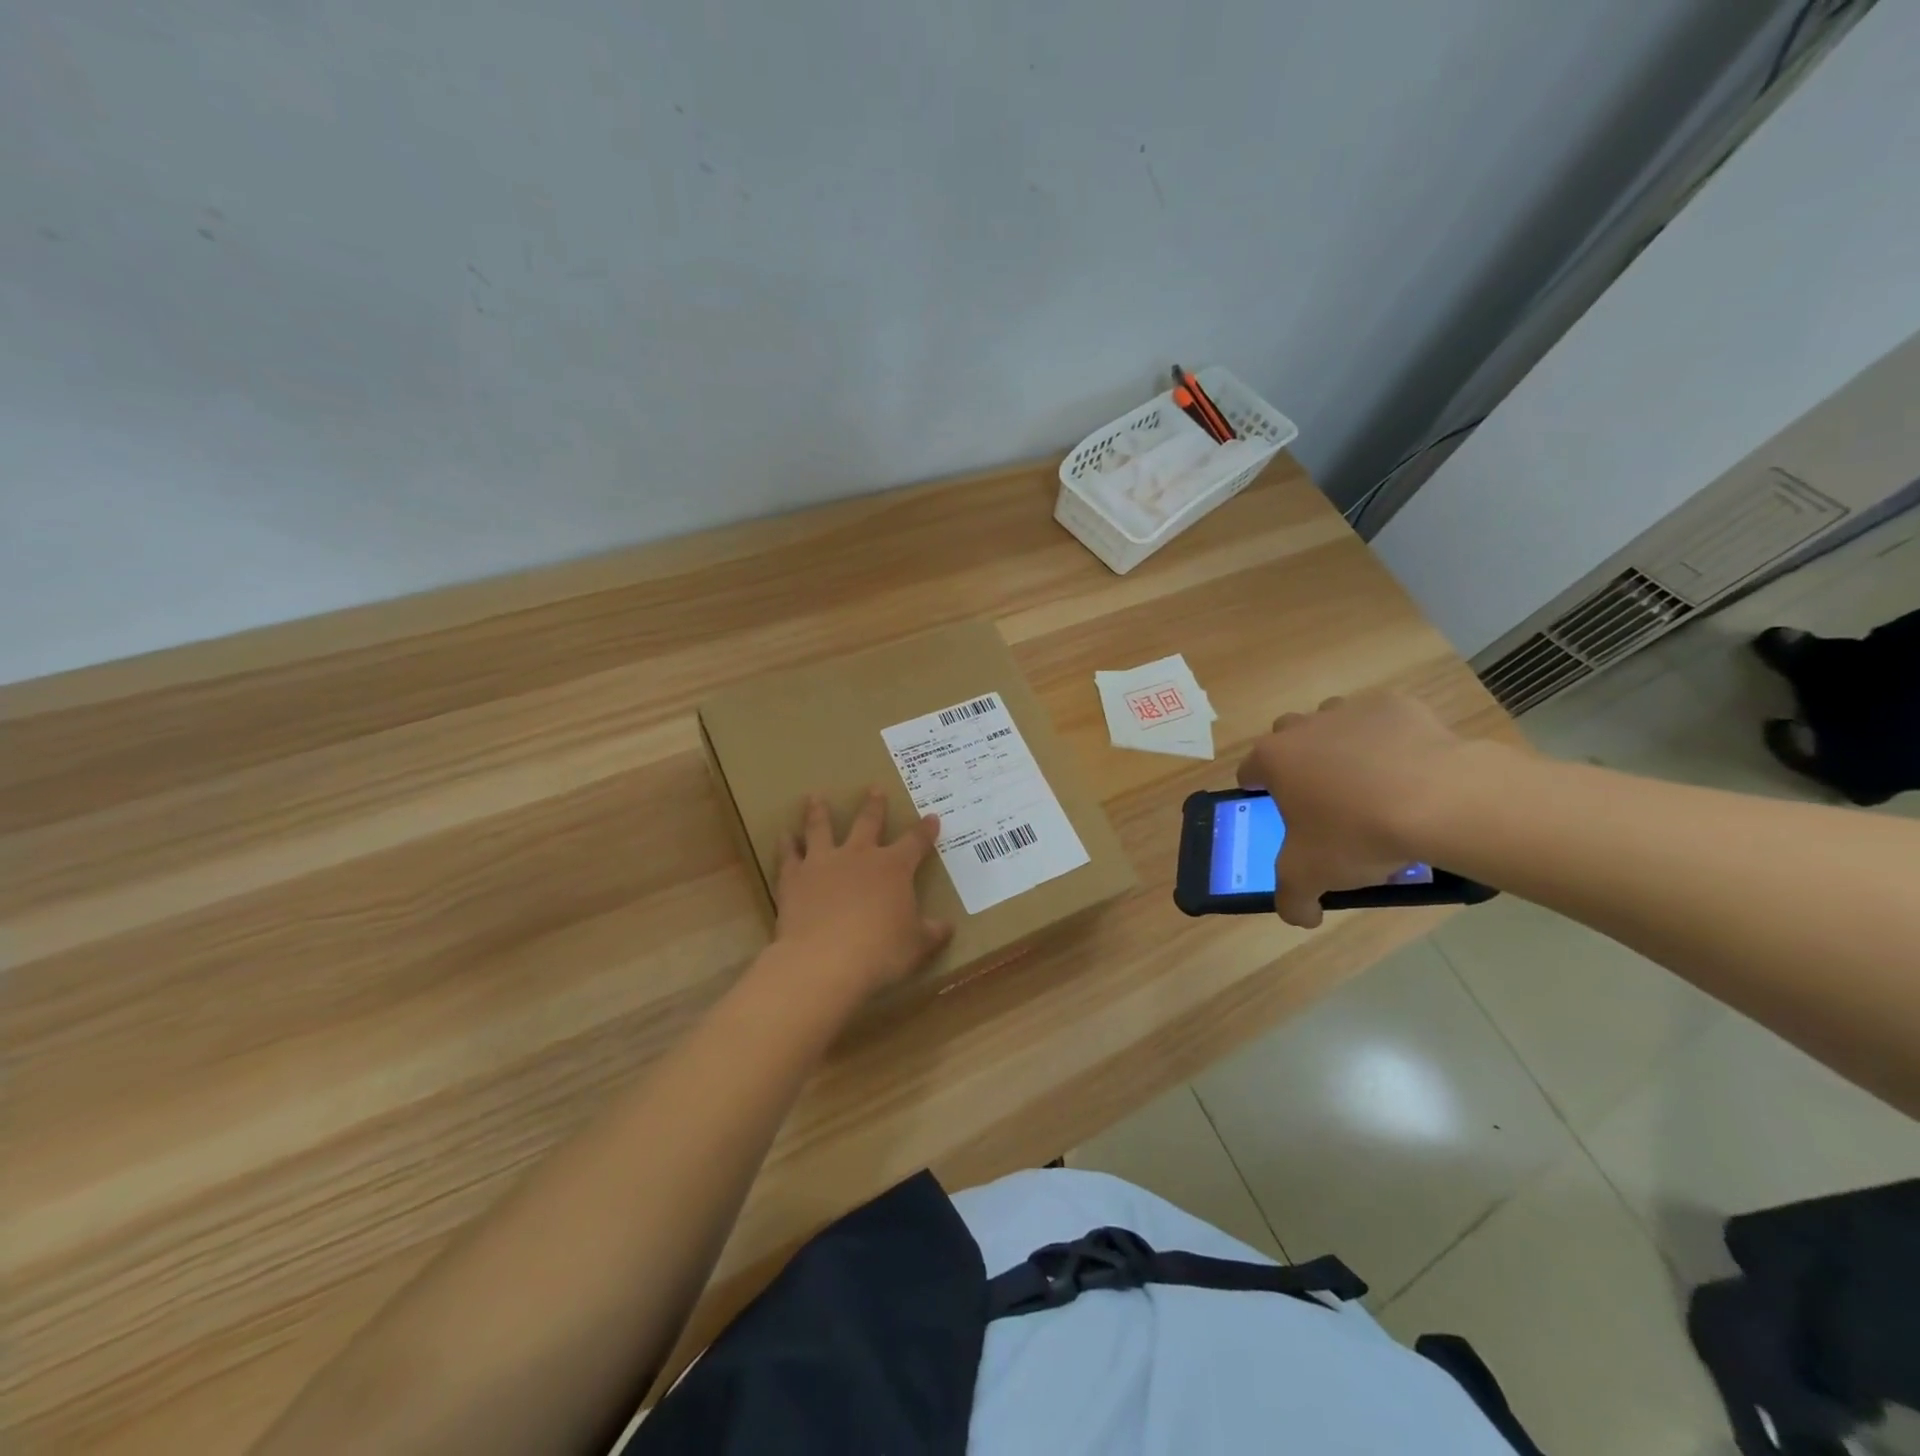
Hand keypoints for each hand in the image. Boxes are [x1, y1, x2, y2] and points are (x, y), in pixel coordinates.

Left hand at [771, 789, 952, 997]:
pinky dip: (786, 845)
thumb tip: (946, 927)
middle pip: (868, 822)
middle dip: (874, 805)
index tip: (932, 818)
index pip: (915, 842)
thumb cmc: (880, 952)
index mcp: (894, 868)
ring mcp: (824, 863)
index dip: (925, 830)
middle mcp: (859, 856)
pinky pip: (789, 855)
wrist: (824, 960)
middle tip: (874, 788)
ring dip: (819, 812)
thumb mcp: (916, 946)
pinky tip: (784, 835)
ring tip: (815, 797)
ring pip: (821, 828)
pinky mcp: (794, 878)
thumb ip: (931, 933)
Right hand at [1235, 692, 1471, 927]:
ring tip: (1368, 782)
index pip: (1249, 770)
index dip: (1258, 791)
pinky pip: (1385, 722)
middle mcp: (1304, 726)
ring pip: (1333, 721)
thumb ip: (1292, 899)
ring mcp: (1351, 710)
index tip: (1276, 811)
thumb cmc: (1357, 834)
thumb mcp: (1311, 877)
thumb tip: (1299, 915)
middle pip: (1287, 737)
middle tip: (1323, 797)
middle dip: (1298, 761)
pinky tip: (1410, 771)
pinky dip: (1390, 741)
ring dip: (1340, 744)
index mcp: (1274, 759)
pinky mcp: (1398, 705)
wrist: (1440, 801)